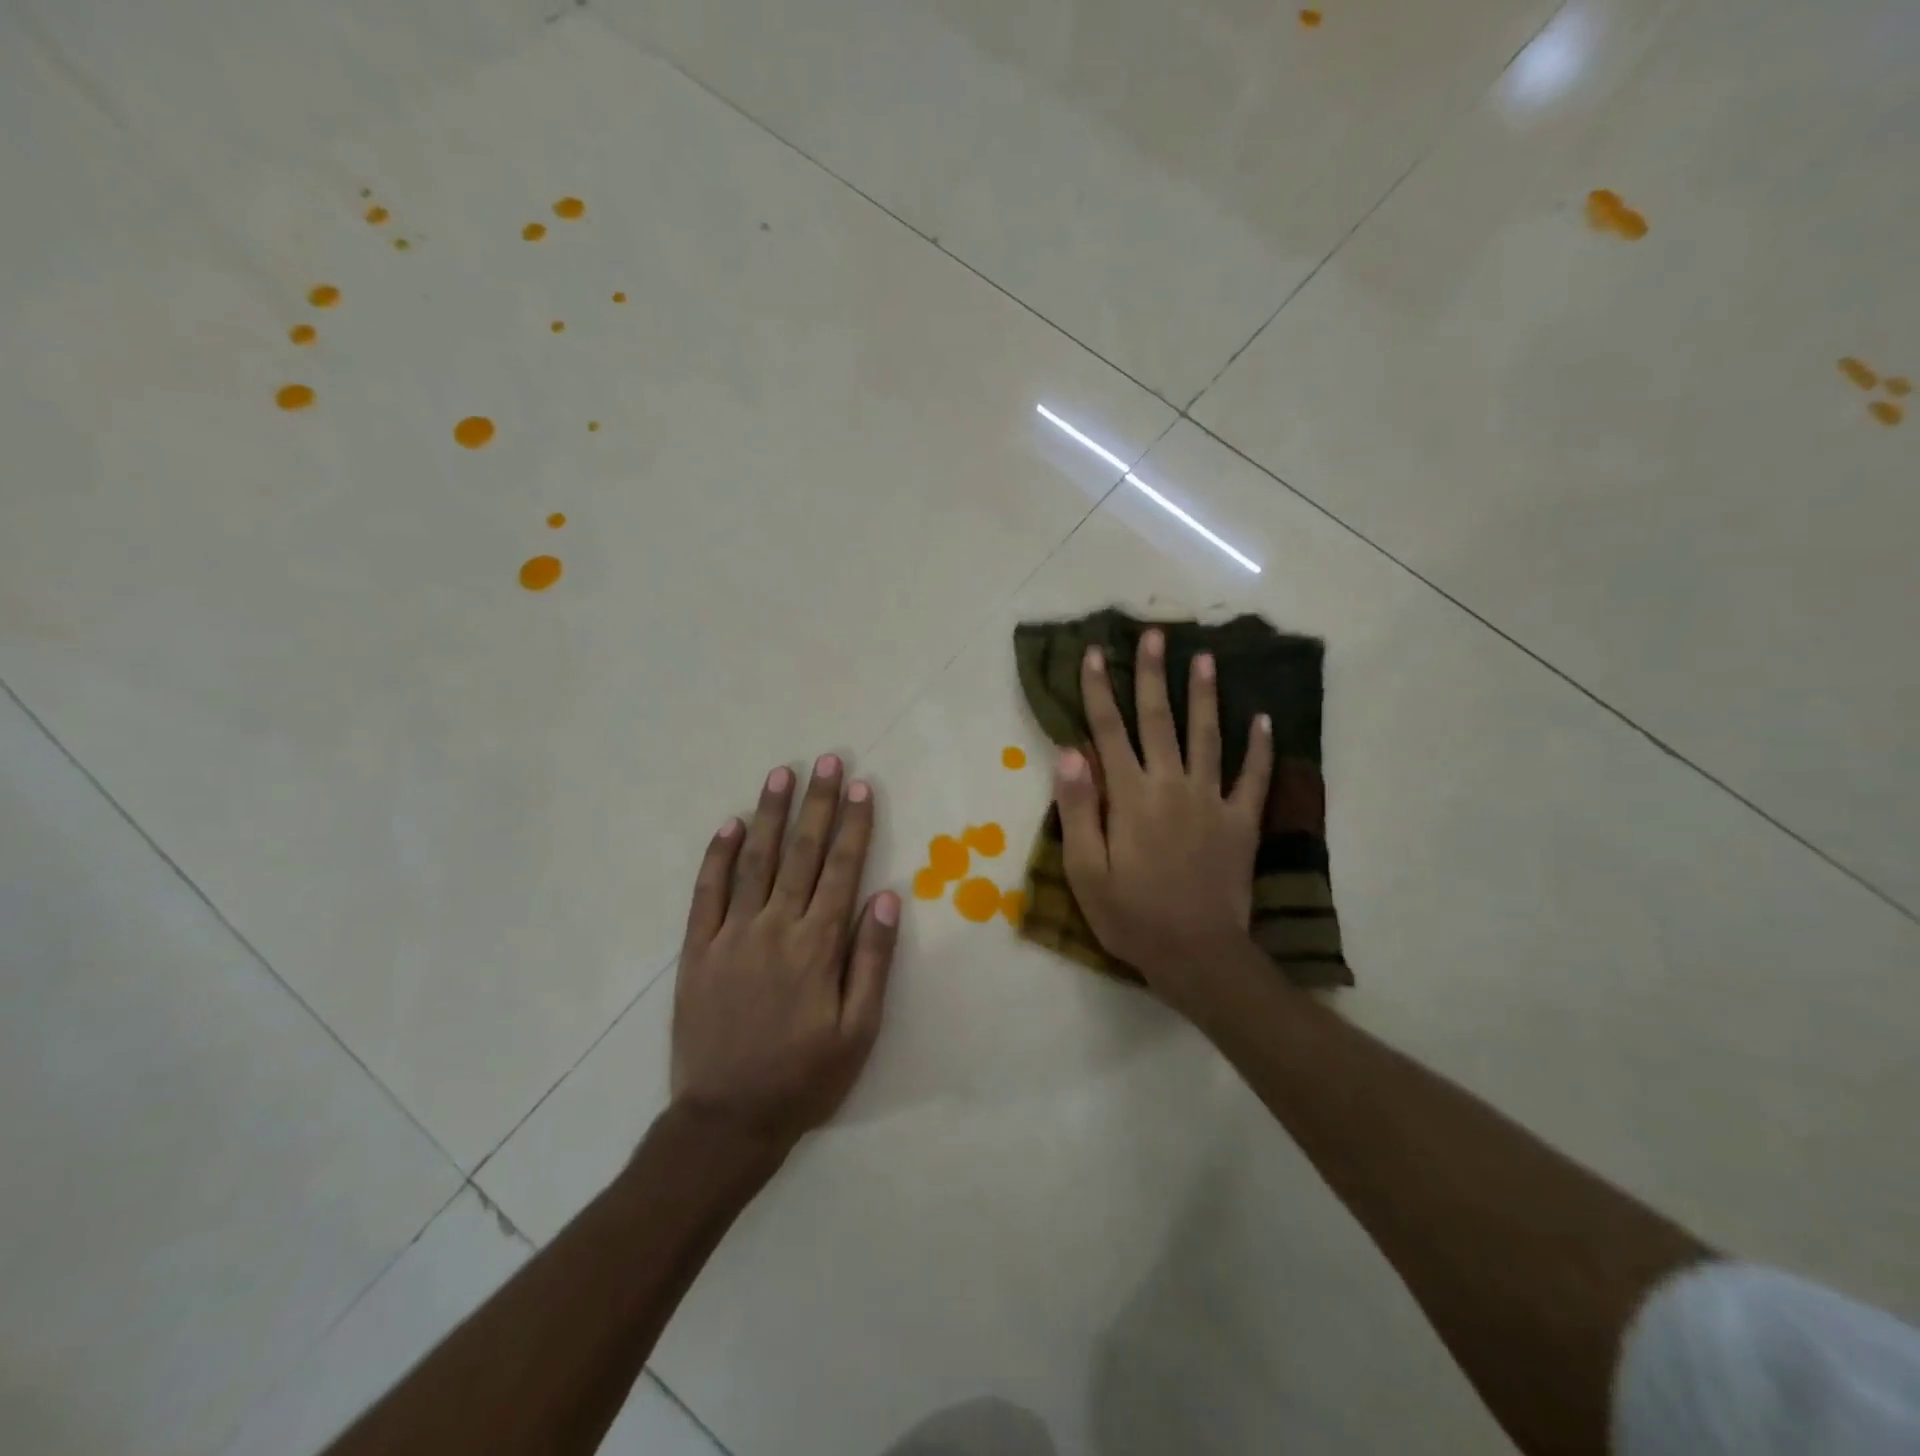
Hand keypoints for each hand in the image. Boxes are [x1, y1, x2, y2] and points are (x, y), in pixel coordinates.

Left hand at [671, 755, 900, 1150]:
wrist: (727, 1120)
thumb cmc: (805, 1077)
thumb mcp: (859, 1030)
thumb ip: (872, 960)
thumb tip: (886, 896)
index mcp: (818, 946)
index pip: (842, 870)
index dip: (854, 825)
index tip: (862, 787)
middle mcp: (776, 927)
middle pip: (802, 853)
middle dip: (818, 804)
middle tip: (828, 762)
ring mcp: (732, 935)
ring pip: (755, 861)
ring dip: (771, 815)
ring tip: (782, 775)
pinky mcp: (697, 950)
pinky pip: (707, 892)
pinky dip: (717, 855)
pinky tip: (730, 824)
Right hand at [1054, 629, 1270, 1008]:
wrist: (1196, 955)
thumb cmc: (1131, 915)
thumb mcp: (1085, 870)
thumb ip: (1079, 808)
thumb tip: (1070, 752)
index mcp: (1130, 796)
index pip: (1109, 731)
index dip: (1098, 690)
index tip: (1094, 653)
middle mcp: (1171, 785)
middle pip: (1159, 720)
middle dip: (1152, 675)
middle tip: (1155, 634)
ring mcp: (1212, 800)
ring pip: (1208, 736)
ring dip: (1204, 695)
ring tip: (1205, 658)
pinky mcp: (1241, 822)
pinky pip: (1254, 777)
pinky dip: (1260, 747)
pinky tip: (1263, 719)